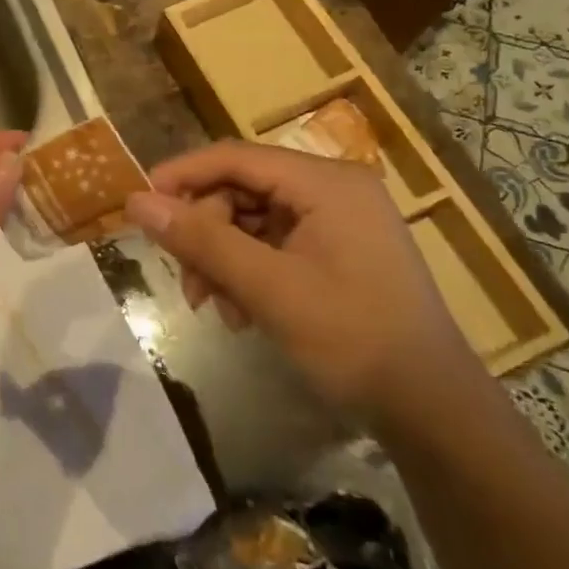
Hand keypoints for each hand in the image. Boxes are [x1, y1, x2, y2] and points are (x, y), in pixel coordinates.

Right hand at [124, 141, 479, 426]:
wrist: (432, 411)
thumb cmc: (352, 338)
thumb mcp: (268, 287)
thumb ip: (200, 240)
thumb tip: (136, 201)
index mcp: (326, 182)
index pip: (236, 157)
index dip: (183, 175)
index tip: (140, 203)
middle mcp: (333, 189)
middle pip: (241, 190)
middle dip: (206, 234)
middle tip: (187, 282)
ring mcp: (337, 221)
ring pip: (251, 221)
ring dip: (223, 259)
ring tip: (214, 307)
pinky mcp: (336, 251)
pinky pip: (273, 245)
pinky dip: (247, 272)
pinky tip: (241, 312)